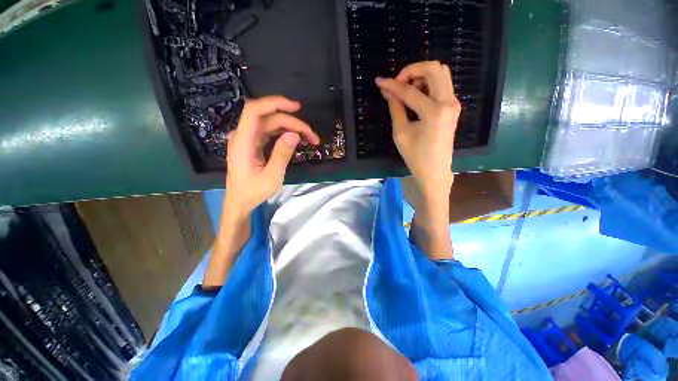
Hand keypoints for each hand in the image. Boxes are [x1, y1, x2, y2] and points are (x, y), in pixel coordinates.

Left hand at [203, 96, 318, 287]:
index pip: (254, 111)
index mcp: (242, 142)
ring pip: (271, 125)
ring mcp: (248, 140)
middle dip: (293, 123)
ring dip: (291, 128)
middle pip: (269, 119)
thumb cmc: (253, 192)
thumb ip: (282, 154)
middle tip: (313, 137)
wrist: (239, 202)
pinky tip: (296, 140)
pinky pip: (270, 133)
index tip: (296, 108)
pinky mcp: (253, 145)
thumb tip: (294, 135)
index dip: (275, 103)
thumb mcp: (272, 176)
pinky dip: (284, 134)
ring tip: (309, 139)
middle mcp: (243, 136)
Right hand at [375, 61, 460, 197]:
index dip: (393, 85)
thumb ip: (395, 108)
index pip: (410, 91)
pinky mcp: (453, 107)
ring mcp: (454, 103)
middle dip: (412, 70)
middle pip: (434, 69)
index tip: (380, 81)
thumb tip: (387, 91)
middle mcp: (448, 102)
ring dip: (422, 75)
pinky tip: (416, 95)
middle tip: (397, 83)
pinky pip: (442, 85)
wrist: (435, 171)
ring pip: (441, 73)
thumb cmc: (416, 157)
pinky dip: (428, 84)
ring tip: (406, 90)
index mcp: (434, 112)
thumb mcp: (401, 133)